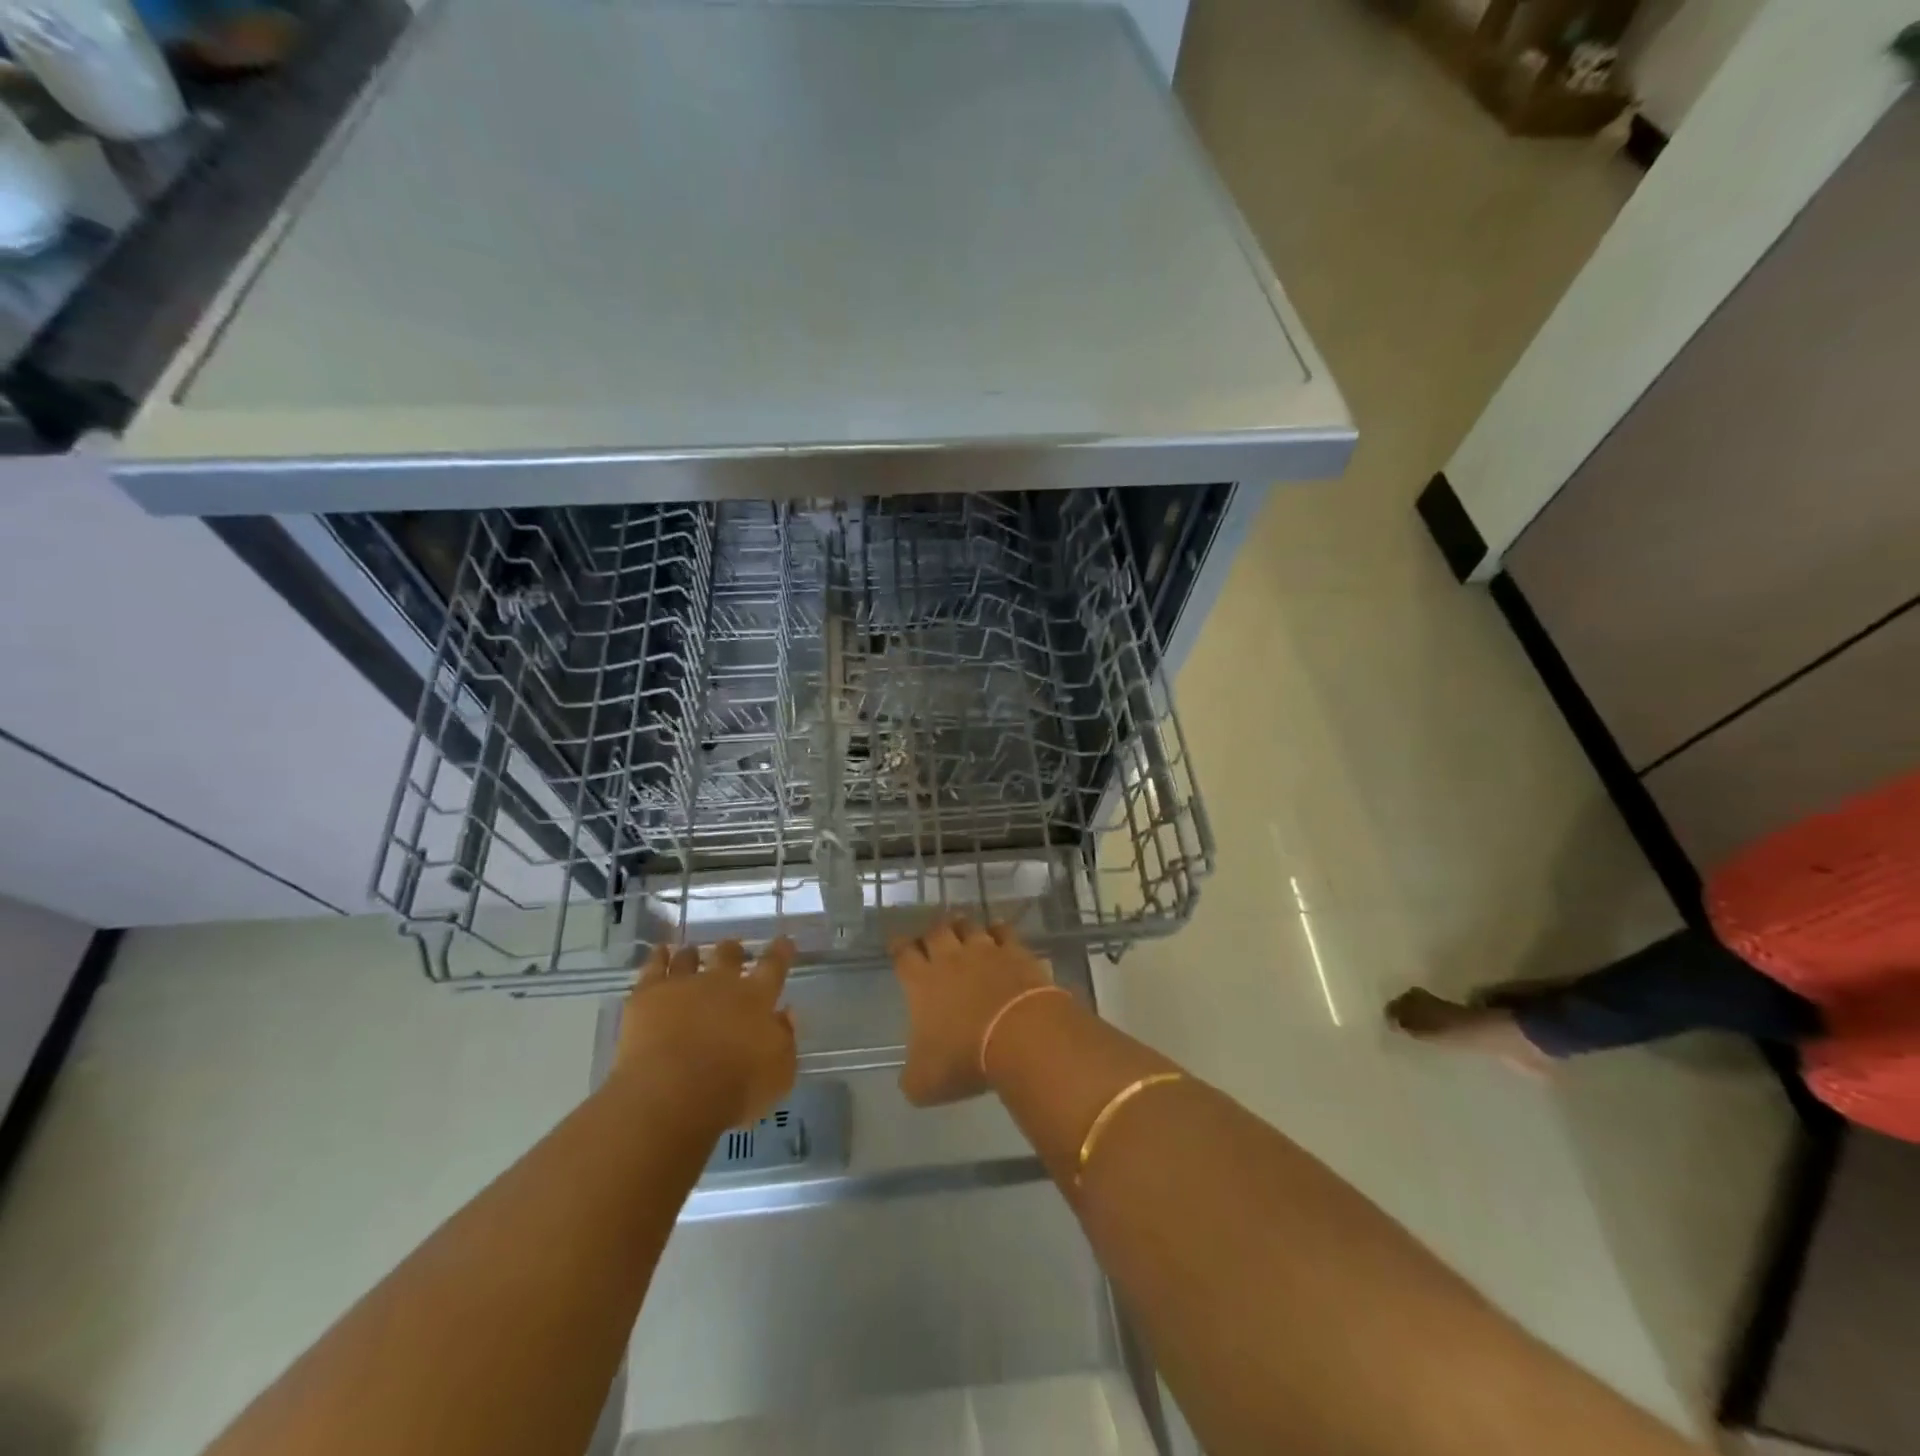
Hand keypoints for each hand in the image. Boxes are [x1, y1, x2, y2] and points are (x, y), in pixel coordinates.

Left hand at [613, 939, 797, 1132]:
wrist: (671, 1094)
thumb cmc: (734, 1089)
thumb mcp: (778, 1074)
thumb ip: (785, 1040)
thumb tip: (786, 1013)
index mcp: (756, 998)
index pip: (774, 966)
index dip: (780, 951)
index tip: (784, 940)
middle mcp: (721, 983)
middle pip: (729, 956)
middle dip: (733, 950)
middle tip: (733, 948)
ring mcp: (683, 985)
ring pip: (690, 958)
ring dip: (693, 954)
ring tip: (692, 951)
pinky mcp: (648, 995)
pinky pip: (654, 966)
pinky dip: (659, 956)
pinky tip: (660, 952)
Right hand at [890, 915, 1054, 1105]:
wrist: (1021, 1036)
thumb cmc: (965, 1058)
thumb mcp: (925, 1083)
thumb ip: (912, 1076)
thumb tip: (911, 1076)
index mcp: (921, 982)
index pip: (903, 955)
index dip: (898, 947)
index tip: (896, 944)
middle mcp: (950, 958)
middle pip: (935, 932)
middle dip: (931, 932)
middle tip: (931, 935)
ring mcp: (985, 951)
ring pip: (968, 926)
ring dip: (962, 925)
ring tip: (961, 926)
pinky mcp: (1015, 952)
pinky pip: (1004, 931)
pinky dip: (998, 929)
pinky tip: (998, 931)